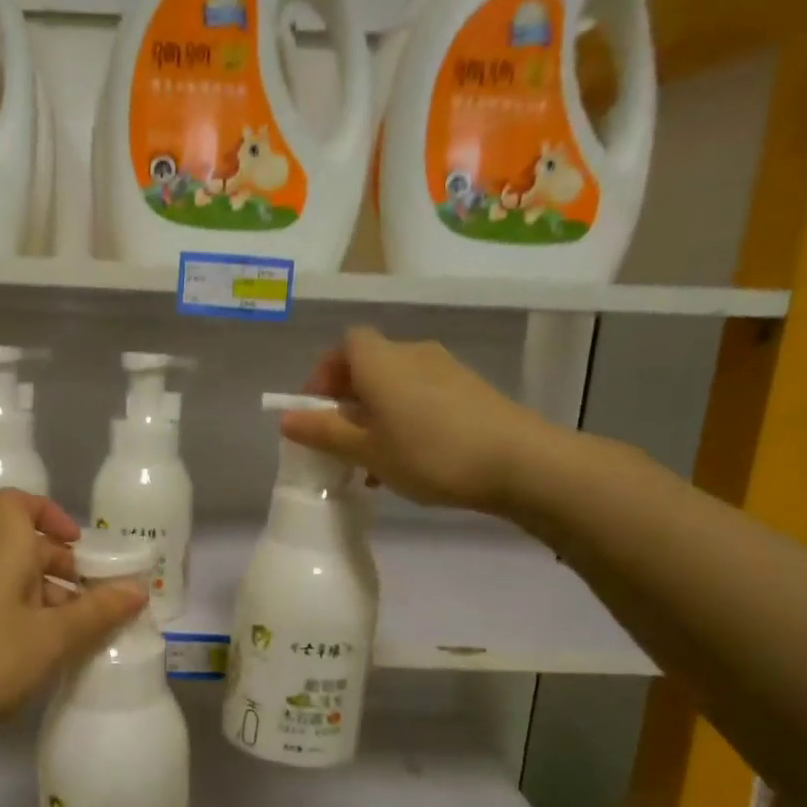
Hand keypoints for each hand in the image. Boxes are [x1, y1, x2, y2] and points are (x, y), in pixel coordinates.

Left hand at [0, 490, 145, 754]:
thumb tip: (137, 588)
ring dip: (54, 606)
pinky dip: (32, 631)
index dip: (48, 511)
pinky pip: (6, 619)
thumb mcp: (51, 637)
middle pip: (28, 550)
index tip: (78, 543)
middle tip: (100, 605)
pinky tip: (49, 664)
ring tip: (85, 642)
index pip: (16, 503)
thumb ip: (97, 613)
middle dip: (68, 571)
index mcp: (6, 553)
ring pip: (19, 589)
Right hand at [280, 325, 559, 515]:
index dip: (325, 373)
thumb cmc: (429, 453)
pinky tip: (411, 459)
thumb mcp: (367, 449)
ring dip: (377, 414)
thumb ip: (324, 432)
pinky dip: (406, 418)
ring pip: (397, 385)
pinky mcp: (472, 389)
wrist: (520, 462)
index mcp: (381, 361)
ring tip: (374, 461)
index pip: (344, 345)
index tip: (317, 409)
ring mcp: (446, 369)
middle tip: (341, 441)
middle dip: (349, 400)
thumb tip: (286, 419)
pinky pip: (423, 396)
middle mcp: (412, 353)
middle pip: (369, 365)